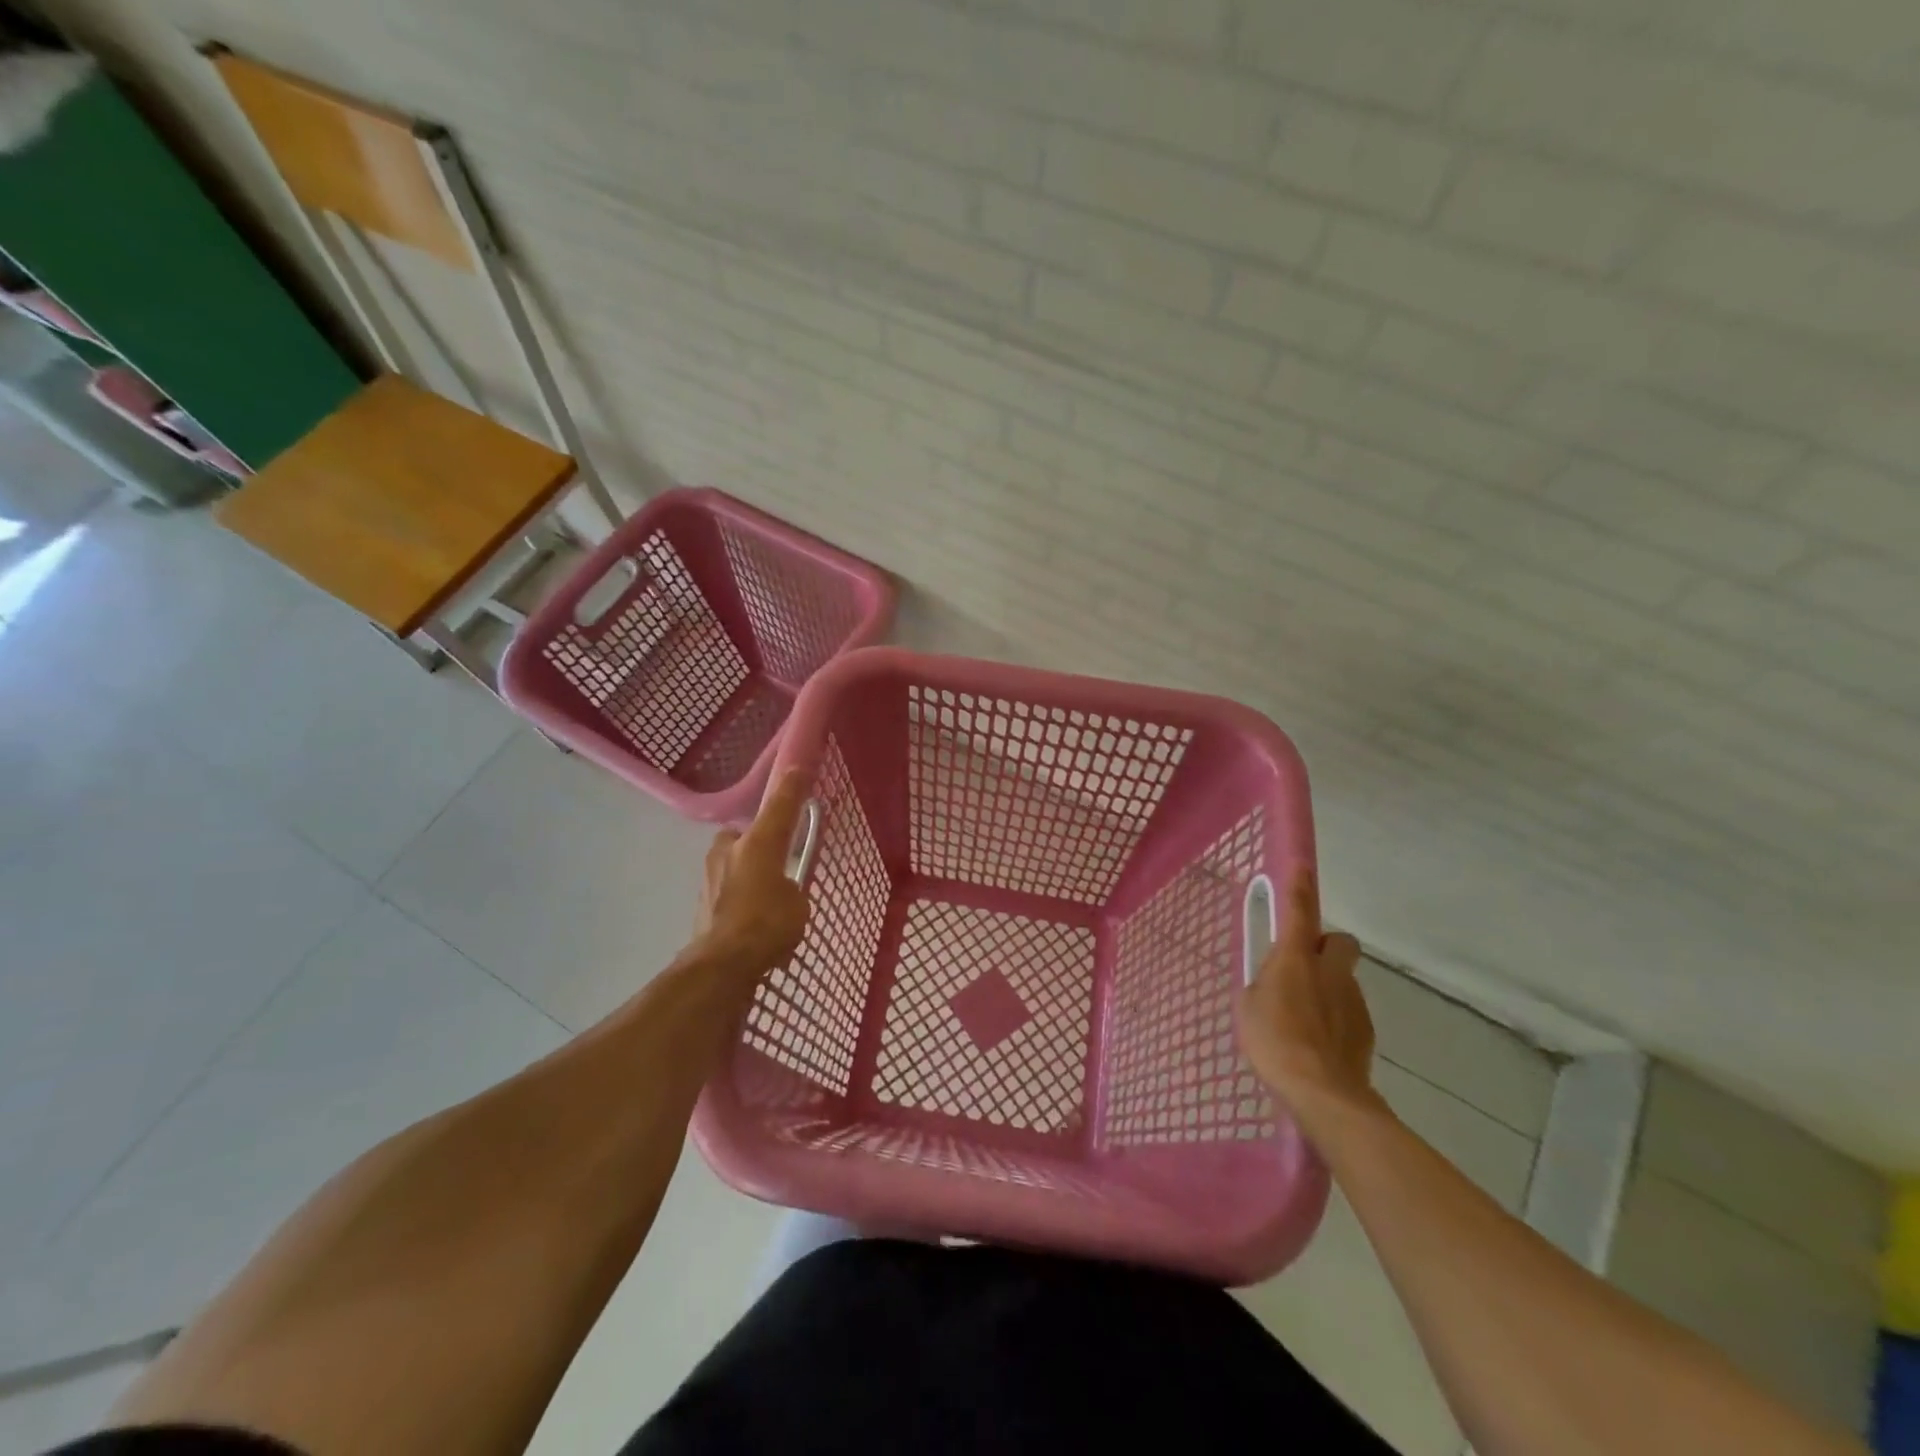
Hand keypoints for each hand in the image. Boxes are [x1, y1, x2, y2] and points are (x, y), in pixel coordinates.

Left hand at [695, 768, 812, 972]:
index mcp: (759, 842)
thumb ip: (791, 887)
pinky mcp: (701, 901)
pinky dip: (738, 897)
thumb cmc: (767, 925)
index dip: (792, 787)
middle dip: (756, 843)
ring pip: (732, 862)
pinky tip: (750, 919)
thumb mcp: (797, 903)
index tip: (799, 769)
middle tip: (775, 860)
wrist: (721, 964)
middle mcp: (730, 850)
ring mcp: (710, 875)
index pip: (780, 805)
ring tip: (764, 897)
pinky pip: (726, 888)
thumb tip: (781, 890)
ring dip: (746, 872)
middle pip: (744, 835)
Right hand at [1238, 866, 1381, 1124]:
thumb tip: (1272, 984)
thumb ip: (1262, 986)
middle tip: (1303, 966)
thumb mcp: (1249, 1007)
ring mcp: (1352, 1000)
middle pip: (1339, 941)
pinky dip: (1335, 1017)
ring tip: (1304, 1018)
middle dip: (1325, 947)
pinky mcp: (1365, 1029)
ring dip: (1327, 986)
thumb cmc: (1274, 1041)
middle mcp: (1329, 971)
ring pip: (1343, 978)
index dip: (1300, 887)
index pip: (1299, 911)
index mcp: (1295, 959)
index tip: (1303, 867)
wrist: (1323, 1092)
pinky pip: (1348, 1009)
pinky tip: (1319, 1041)